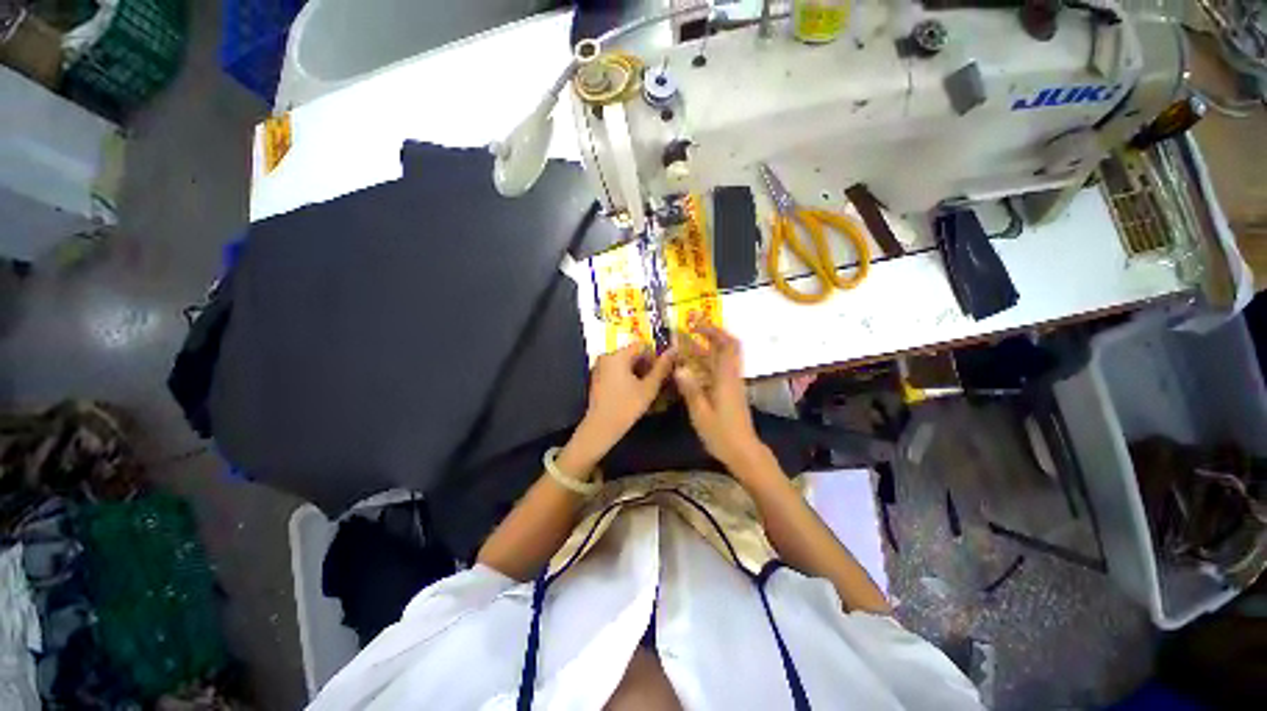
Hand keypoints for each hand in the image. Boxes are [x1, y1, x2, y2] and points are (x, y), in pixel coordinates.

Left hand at [569, 343, 675, 462]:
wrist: (601, 427)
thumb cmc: (626, 406)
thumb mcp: (648, 387)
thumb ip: (662, 368)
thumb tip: (674, 350)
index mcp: (618, 355)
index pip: (642, 346)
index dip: (655, 356)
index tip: (663, 371)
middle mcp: (606, 356)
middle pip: (632, 354)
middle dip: (646, 365)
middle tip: (657, 381)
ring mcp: (600, 367)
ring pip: (624, 363)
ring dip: (637, 372)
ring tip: (647, 387)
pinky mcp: (597, 378)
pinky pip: (616, 370)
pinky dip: (626, 377)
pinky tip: (633, 391)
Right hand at [674, 324, 768, 475]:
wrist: (743, 451)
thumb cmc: (721, 434)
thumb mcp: (701, 413)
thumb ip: (690, 389)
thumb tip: (679, 367)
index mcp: (726, 378)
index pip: (726, 345)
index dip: (714, 331)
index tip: (696, 325)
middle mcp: (731, 376)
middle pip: (727, 347)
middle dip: (709, 335)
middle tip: (689, 331)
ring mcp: (732, 384)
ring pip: (721, 358)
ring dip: (705, 349)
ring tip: (684, 346)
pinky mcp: (730, 392)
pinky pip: (718, 369)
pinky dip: (706, 363)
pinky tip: (690, 368)